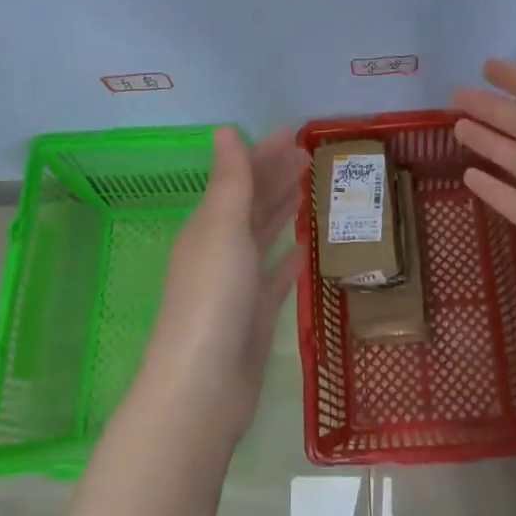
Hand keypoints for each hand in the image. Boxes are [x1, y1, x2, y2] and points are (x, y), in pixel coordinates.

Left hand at [136, 126, 307, 446]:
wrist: (204, 385)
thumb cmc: (214, 297)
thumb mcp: (223, 228)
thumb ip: (231, 180)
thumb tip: (225, 130)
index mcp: (208, 227)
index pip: (240, 179)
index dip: (265, 154)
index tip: (295, 134)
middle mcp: (219, 251)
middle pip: (252, 204)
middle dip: (277, 177)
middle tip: (310, 155)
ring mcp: (237, 285)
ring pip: (263, 237)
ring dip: (282, 212)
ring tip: (308, 190)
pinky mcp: (254, 316)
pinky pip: (274, 278)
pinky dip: (287, 261)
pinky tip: (304, 249)